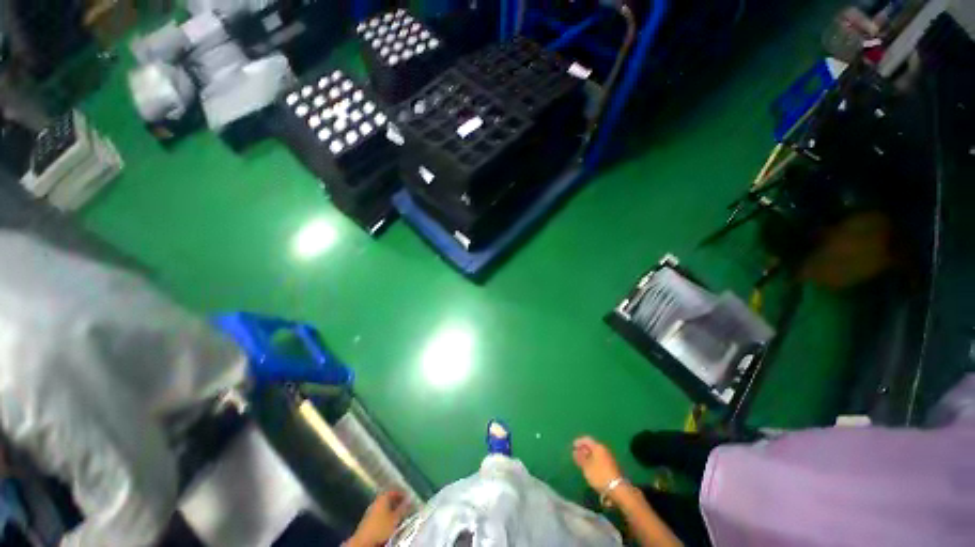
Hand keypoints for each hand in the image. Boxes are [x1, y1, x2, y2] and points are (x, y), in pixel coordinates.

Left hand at [349, 491, 409, 546]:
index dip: (402, 494)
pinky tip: (390, 522)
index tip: (409, 498)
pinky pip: (380, 514)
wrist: (364, 541)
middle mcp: (377, 501)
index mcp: (383, 497)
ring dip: (392, 510)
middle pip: (389, 499)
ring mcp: (371, 510)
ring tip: (399, 515)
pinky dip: (387, 516)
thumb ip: (403, 508)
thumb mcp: (395, 518)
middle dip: (397, 502)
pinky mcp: (368, 519)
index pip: (394, 491)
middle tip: (405, 507)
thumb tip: (410, 499)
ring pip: (384, 507)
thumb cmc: (381, 527)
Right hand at [572, 436, 623, 492]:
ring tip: (582, 463)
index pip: (586, 439)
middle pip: (592, 446)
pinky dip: (593, 461)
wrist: (617, 489)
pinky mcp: (612, 466)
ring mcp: (609, 458)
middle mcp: (604, 450)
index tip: (572, 447)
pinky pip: (600, 460)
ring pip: (596, 454)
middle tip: (576, 455)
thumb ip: (580, 458)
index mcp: (598, 447)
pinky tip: (590, 468)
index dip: (579, 442)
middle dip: (583, 450)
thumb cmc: (599, 475)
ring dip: (588, 456)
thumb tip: (575, 451)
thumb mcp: (586, 467)